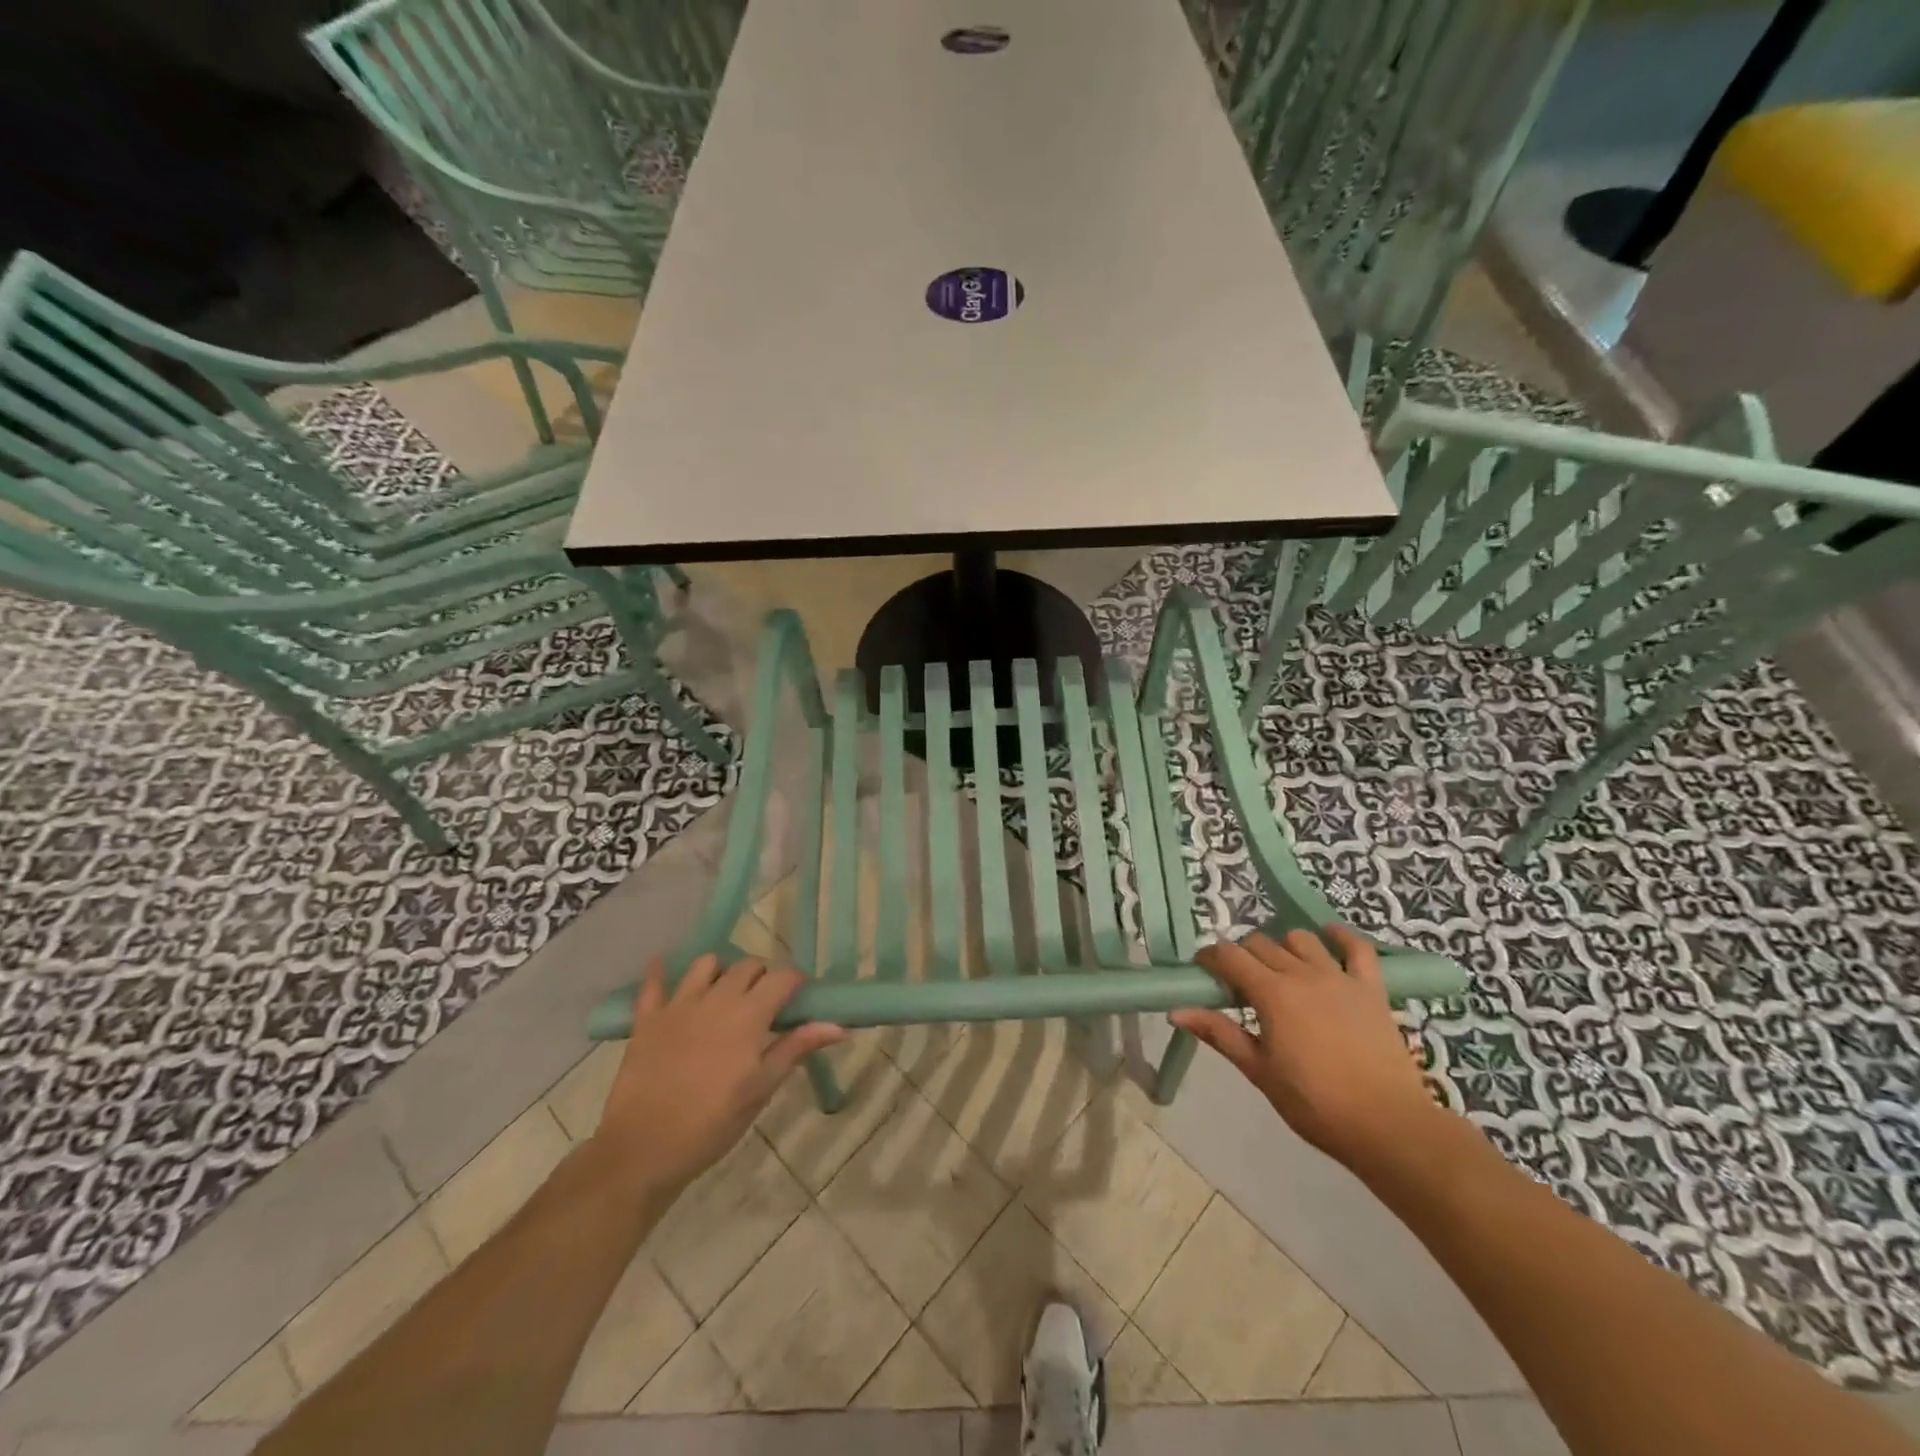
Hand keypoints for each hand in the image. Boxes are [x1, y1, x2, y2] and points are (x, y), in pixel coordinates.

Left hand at [589, 956, 843, 1200]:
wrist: (644, 1149)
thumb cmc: (712, 1123)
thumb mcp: (761, 1089)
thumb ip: (796, 1049)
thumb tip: (840, 1026)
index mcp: (748, 1015)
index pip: (782, 978)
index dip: (795, 982)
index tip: (800, 996)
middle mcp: (716, 998)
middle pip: (747, 966)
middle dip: (762, 976)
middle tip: (765, 1003)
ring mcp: (678, 1004)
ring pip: (705, 964)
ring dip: (721, 971)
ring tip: (724, 993)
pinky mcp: (648, 1018)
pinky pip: (653, 983)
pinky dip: (661, 972)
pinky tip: (664, 967)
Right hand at [1171, 926, 1436, 1171]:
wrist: (1388, 1126)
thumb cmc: (1315, 1104)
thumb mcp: (1260, 1072)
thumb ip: (1220, 1034)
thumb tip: (1177, 1011)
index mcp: (1272, 994)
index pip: (1229, 956)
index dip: (1210, 958)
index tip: (1203, 972)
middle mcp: (1302, 974)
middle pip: (1260, 944)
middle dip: (1242, 956)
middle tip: (1239, 984)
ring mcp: (1340, 977)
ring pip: (1301, 939)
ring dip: (1283, 947)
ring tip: (1280, 970)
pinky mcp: (1371, 988)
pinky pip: (1357, 948)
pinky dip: (1340, 937)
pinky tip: (1329, 936)